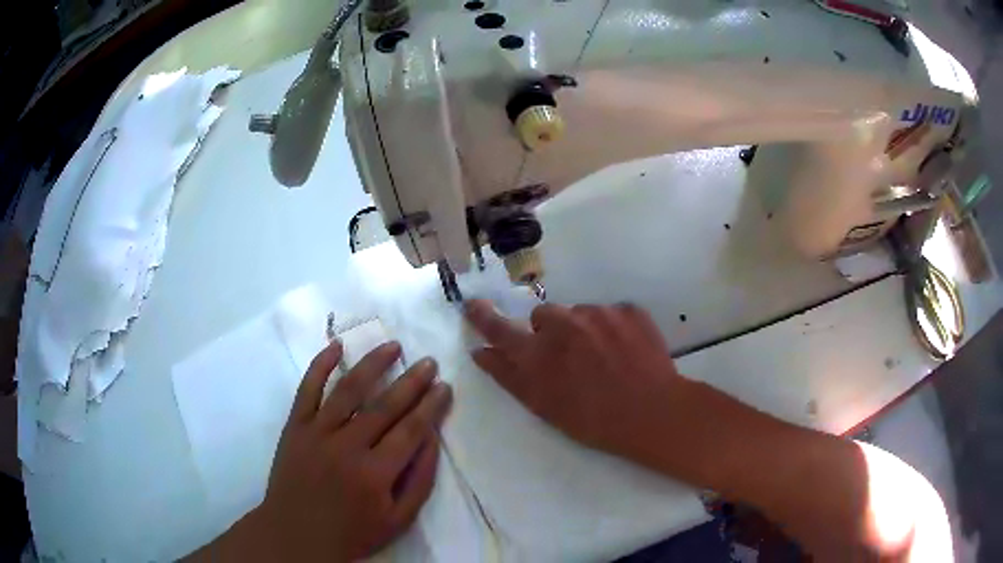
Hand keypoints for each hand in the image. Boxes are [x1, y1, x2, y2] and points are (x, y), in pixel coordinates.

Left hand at [259, 340, 451, 561]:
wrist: (296, 534)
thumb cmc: (352, 532)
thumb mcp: (397, 520)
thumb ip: (419, 480)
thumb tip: (432, 438)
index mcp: (374, 473)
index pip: (410, 430)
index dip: (431, 406)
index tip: (445, 386)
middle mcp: (346, 446)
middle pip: (384, 405)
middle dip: (411, 381)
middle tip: (429, 362)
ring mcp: (316, 433)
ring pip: (348, 389)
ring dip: (373, 364)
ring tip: (393, 345)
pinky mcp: (294, 427)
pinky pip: (307, 389)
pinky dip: (321, 365)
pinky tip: (337, 346)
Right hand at [465, 300, 684, 459]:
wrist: (652, 413)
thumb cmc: (592, 420)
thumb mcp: (543, 406)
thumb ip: (508, 376)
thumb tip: (481, 352)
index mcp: (538, 352)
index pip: (499, 329)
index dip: (483, 317)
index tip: (473, 305)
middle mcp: (564, 324)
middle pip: (545, 316)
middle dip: (550, 332)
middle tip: (569, 359)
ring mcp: (599, 313)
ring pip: (580, 314)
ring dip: (584, 330)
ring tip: (604, 359)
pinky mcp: (628, 310)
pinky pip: (611, 314)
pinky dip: (613, 328)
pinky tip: (625, 352)